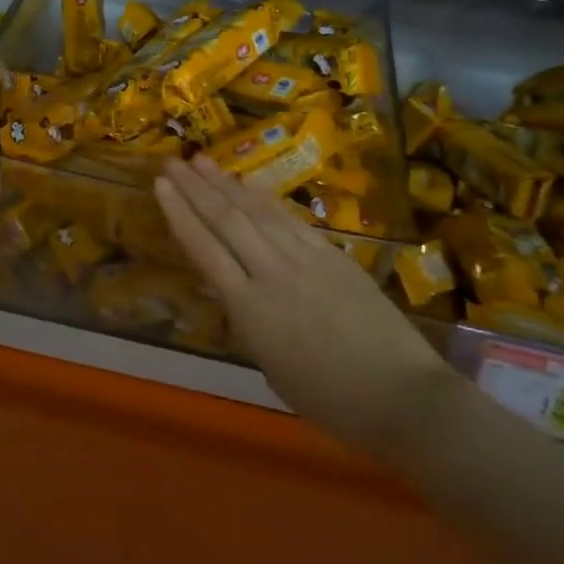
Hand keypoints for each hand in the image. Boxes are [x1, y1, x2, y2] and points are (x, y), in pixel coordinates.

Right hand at [154, 158, 449, 454]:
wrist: (403, 397)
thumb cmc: (332, 401)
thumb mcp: (272, 368)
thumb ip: (251, 324)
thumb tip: (242, 295)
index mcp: (250, 310)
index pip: (205, 250)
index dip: (180, 214)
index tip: (160, 186)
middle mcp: (273, 274)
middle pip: (227, 221)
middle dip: (196, 188)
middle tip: (173, 162)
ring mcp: (307, 260)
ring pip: (258, 213)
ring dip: (227, 185)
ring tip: (203, 161)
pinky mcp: (335, 256)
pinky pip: (292, 221)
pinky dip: (268, 200)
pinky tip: (252, 185)